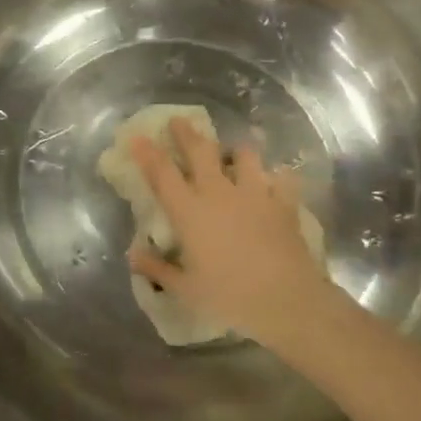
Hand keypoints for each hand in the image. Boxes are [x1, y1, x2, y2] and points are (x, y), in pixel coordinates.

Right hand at [129, 118, 340, 354]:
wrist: (287, 300)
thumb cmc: (229, 297)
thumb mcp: (186, 289)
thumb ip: (157, 269)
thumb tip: (133, 255)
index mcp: (189, 212)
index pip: (162, 173)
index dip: (147, 153)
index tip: (137, 136)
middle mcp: (219, 193)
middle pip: (200, 151)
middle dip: (187, 133)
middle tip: (178, 120)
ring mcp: (255, 193)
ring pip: (244, 155)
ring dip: (236, 150)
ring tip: (234, 152)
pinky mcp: (284, 202)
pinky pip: (281, 178)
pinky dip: (277, 176)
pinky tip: (276, 180)